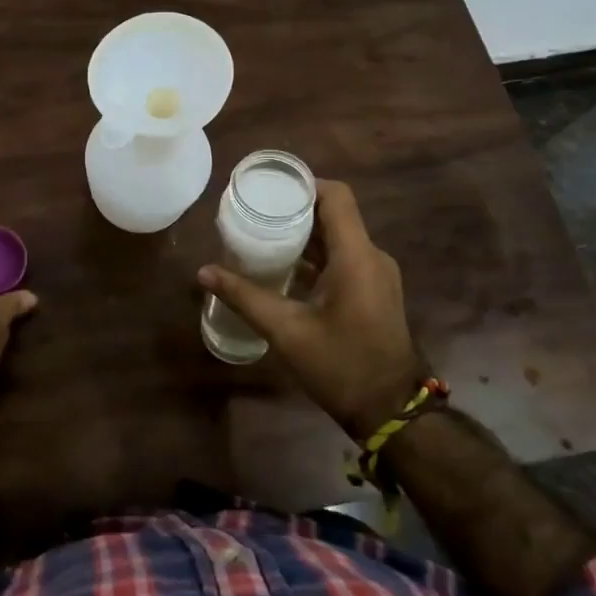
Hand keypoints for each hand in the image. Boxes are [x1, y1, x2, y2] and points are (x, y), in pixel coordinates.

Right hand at [198, 179, 425, 440]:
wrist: (391, 411)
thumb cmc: (341, 366)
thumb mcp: (286, 331)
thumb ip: (244, 297)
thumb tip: (203, 272)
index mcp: (356, 256)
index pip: (336, 196)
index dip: (303, 184)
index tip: (269, 188)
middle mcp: (372, 256)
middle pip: (334, 214)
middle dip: (295, 209)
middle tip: (255, 212)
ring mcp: (376, 274)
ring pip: (338, 236)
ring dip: (304, 233)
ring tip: (263, 235)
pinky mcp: (374, 290)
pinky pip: (344, 257)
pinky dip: (315, 254)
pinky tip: (284, 267)